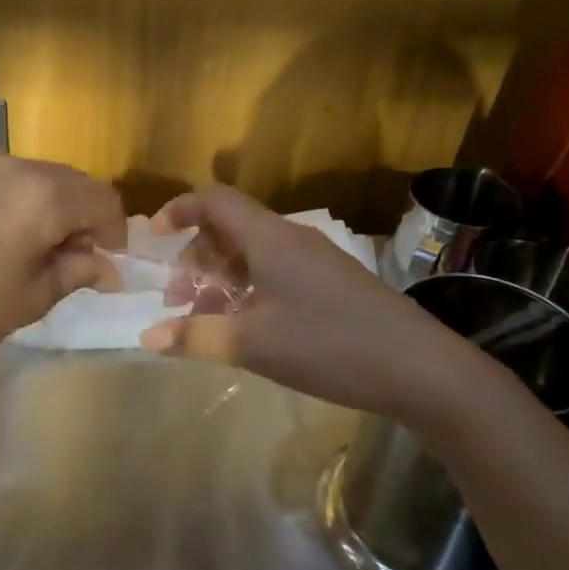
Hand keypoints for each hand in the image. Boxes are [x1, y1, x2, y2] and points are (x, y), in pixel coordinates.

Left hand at [0, 143, 125, 370]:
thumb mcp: (29, 300)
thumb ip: (76, 272)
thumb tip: (108, 266)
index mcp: (42, 195)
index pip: (102, 198)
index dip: (113, 230)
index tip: (106, 260)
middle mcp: (10, 162)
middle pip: (66, 180)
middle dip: (78, 214)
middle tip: (66, 255)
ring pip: (26, 173)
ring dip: (39, 201)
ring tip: (19, 241)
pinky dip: (0, 193)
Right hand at [140, 184, 483, 424]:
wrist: (421, 368)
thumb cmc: (328, 346)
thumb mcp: (253, 344)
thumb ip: (196, 337)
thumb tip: (147, 337)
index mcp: (269, 238)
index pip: (215, 201)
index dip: (179, 209)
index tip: (154, 236)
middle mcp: (292, 238)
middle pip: (230, 228)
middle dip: (196, 258)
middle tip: (180, 300)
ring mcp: (316, 260)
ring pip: (254, 253)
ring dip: (222, 278)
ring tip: (208, 320)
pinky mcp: (333, 282)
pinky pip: (276, 271)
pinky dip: (249, 289)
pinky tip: (249, 328)